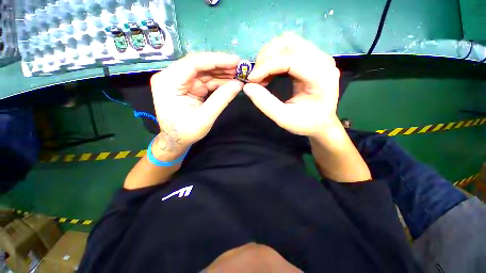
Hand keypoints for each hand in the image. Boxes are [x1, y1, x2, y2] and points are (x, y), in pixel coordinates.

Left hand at [150, 53, 242, 157]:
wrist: (176, 140)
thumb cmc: (186, 131)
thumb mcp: (205, 117)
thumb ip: (221, 99)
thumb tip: (239, 84)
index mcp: (169, 82)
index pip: (193, 63)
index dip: (217, 60)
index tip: (236, 60)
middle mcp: (172, 76)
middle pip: (200, 65)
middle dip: (221, 66)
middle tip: (241, 67)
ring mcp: (181, 81)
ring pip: (204, 71)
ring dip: (222, 73)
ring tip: (239, 73)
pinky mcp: (189, 86)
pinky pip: (206, 80)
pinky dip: (219, 81)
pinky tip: (231, 80)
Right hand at [243, 33, 340, 136]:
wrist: (321, 123)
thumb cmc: (306, 123)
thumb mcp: (283, 118)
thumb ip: (265, 103)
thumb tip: (247, 87)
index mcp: (320, 76)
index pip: (290, 59)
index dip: (267, 66)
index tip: (251, 79)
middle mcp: (322, 60)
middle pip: (289, 43)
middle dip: (266, 57)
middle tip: (255, 77)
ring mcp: (318, 57)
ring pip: (288, 42)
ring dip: (269, 56)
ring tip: (261, 75)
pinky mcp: (311, 59)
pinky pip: (289, 49)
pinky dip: (274, 59)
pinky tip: (268, 73)